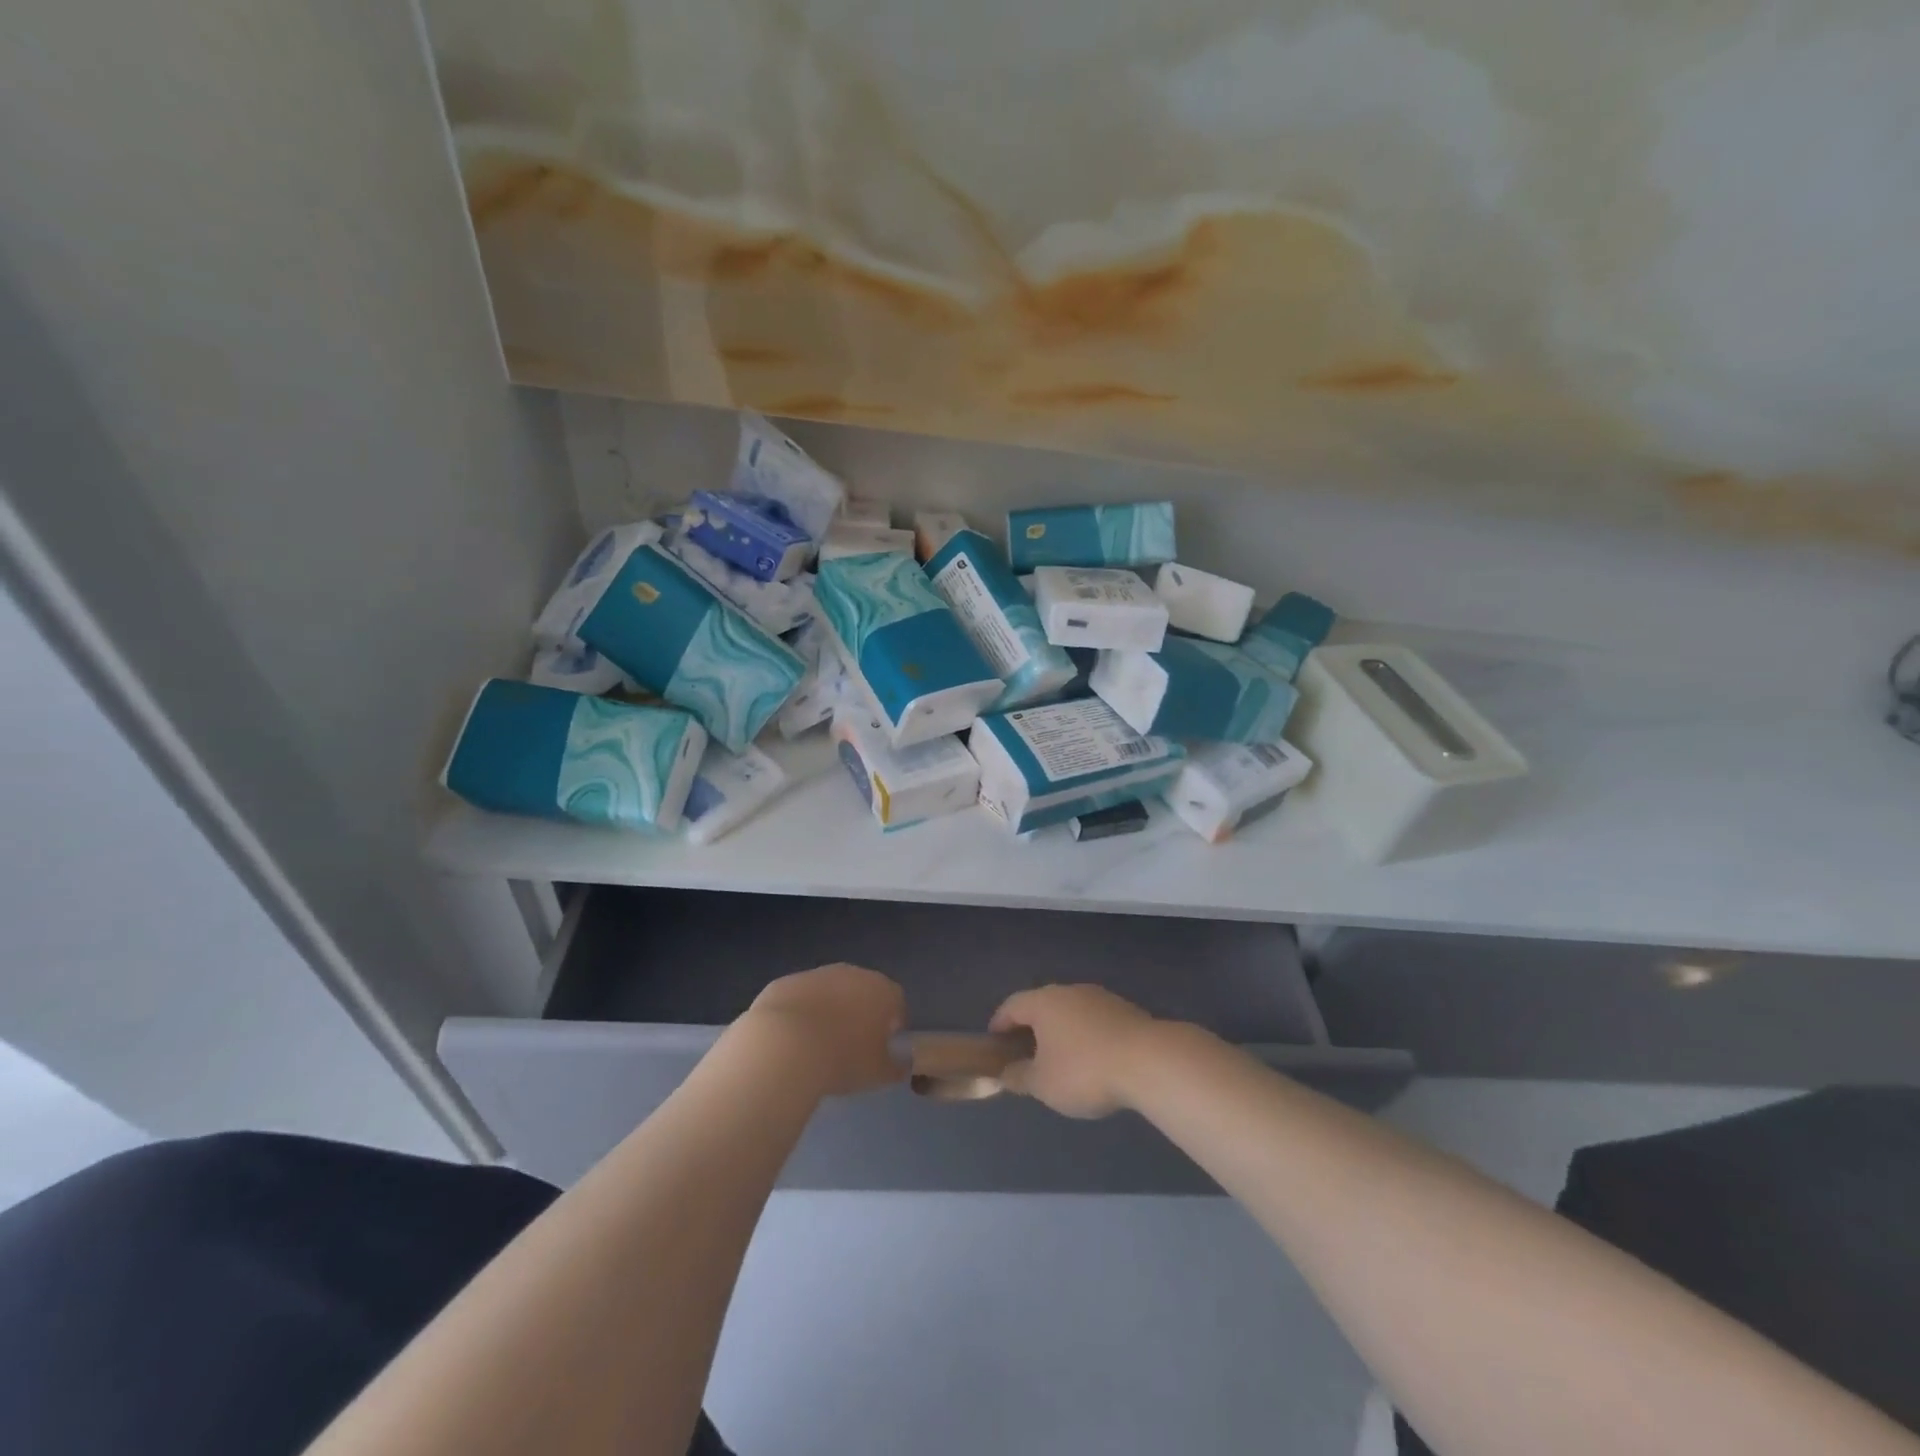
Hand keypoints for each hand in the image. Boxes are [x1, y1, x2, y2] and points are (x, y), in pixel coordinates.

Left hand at [743, 963, 907, 1096]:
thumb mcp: (878, 1073)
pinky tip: (791, 1041)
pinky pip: (800, 998)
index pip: (897, 1003)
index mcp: (882, 990)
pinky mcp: (786, 982)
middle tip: (850, 1046)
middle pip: (863, 991)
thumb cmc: (842, 1059)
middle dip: (860, 1014)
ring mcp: (816, 974)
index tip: (882, 1048)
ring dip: (829, 1011)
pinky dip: (800, 1014)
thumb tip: (902, 1064)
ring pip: (830, 992)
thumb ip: (896, 1067)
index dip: (892, 1025)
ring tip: (818, 1046)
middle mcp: (852, 973)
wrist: (784, 1046)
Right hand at [989, 985, 1161, 1118]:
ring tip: (1060, 1060)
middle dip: (1031, 1027)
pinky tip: (1092, 1060)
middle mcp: (1069, 991)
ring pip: (1070, 1011)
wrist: (1150, 1061)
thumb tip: (1006, 1073)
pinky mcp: (1125, 1010)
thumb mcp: (1043, 1084)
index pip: (1012, 1006)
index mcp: (1043, 1002)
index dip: (1000, 1023)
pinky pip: (1093, 1020)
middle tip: (1026, 1053)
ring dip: (1060, 1031)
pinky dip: (1085, 1035)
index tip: (994, 1042)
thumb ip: (1020, 1077)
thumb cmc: (1085, 1071)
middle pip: (1042, 1005)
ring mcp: (1100, 997)